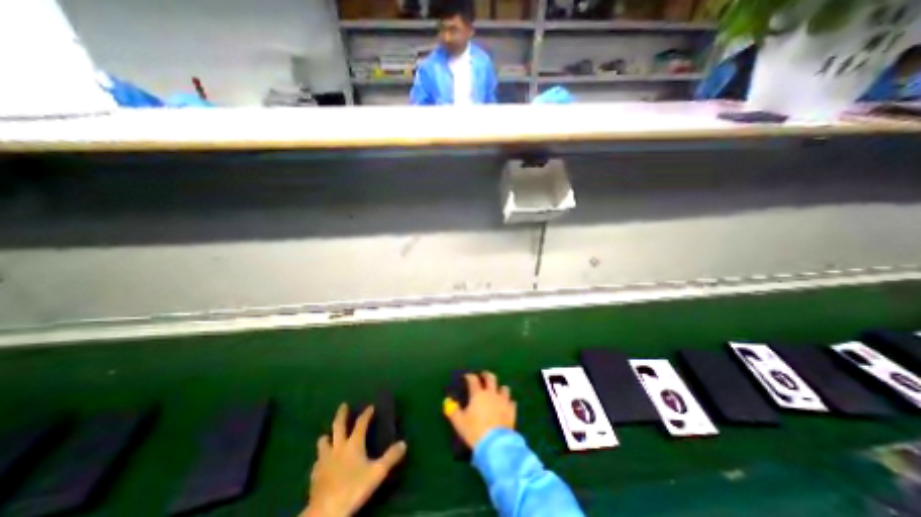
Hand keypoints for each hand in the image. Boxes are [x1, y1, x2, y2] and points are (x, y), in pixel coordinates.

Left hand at [303, 403, 404, 516]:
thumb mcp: (377, 472)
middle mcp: (338, 447)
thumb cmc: (353, 488)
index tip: (371, 406)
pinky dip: (320, 458)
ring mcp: (324, 460)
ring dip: (326, 437)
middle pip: (338, 426)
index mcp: (353, 444)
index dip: (366, 414)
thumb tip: (404, 443)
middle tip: (343, 405)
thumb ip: (390, 457)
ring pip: (324, 443)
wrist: (325, 512)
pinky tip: (321, 462)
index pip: (361, 424)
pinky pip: (317, 461)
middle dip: (341, 415)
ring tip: (327, 435)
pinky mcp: (315, 475)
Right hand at [443, 369, 515, 450]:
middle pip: (491, 378)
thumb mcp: (459, 422)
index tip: (466, 376)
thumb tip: (447, 401)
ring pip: (504, 388)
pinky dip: (509, 401)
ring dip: (499, 388)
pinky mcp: (511, 411)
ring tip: (497, 390)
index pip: (473, 380)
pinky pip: (512, 402)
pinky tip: (507, 404)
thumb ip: (452, 410)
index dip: (469, 376)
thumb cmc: (474, 431)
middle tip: (483, 375)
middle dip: (486, 375)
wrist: (495, 445)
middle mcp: (491, 393)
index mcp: (478, 394)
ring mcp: (503, 401)